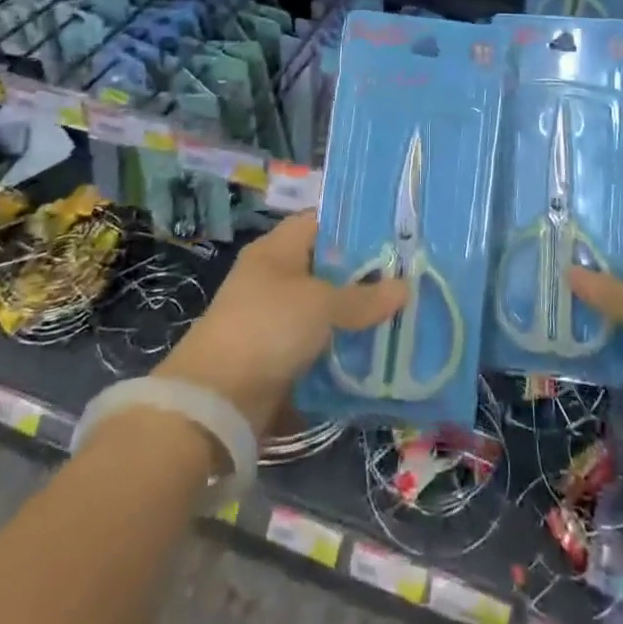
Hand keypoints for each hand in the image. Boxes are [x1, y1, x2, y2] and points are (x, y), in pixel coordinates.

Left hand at [155, 211, 405, 434]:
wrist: (214, 401)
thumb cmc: (267, 328)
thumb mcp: (321, 305)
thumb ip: (363, 297)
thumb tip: (405, 287)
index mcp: (278, 248)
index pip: (321, 221)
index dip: (356, 225)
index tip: (394, 234)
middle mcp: (275, 276)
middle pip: (327, 267)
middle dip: (364, 275)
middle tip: (408, 277)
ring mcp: (274, 317)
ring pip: (325, 308)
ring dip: (355, 315)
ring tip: (401, 315)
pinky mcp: (276, 356)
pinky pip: (318, 344)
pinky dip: (341, 348)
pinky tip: (374, 352)